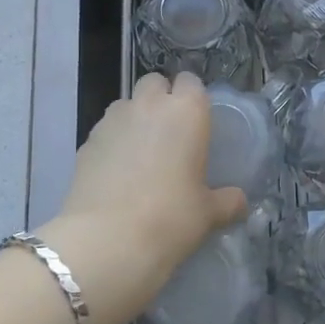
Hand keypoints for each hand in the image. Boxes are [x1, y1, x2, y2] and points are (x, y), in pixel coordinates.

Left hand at [42, 72, 246, 323]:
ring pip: (126, 104)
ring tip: (141, 154)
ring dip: (135, 118)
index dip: (193, 98)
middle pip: (154, 83)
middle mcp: (148, 105)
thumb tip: (238, 201)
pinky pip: (106, 131)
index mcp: (186, 111)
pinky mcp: (86, 141)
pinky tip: (117, 173)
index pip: (191, 82)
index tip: (197, 122)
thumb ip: (227, 201)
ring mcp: (112, 120)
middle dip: (161, 99)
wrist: (107, 241)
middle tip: (170, 134)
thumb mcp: (208, 214)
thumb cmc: (170, 219)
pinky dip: (113, 143)